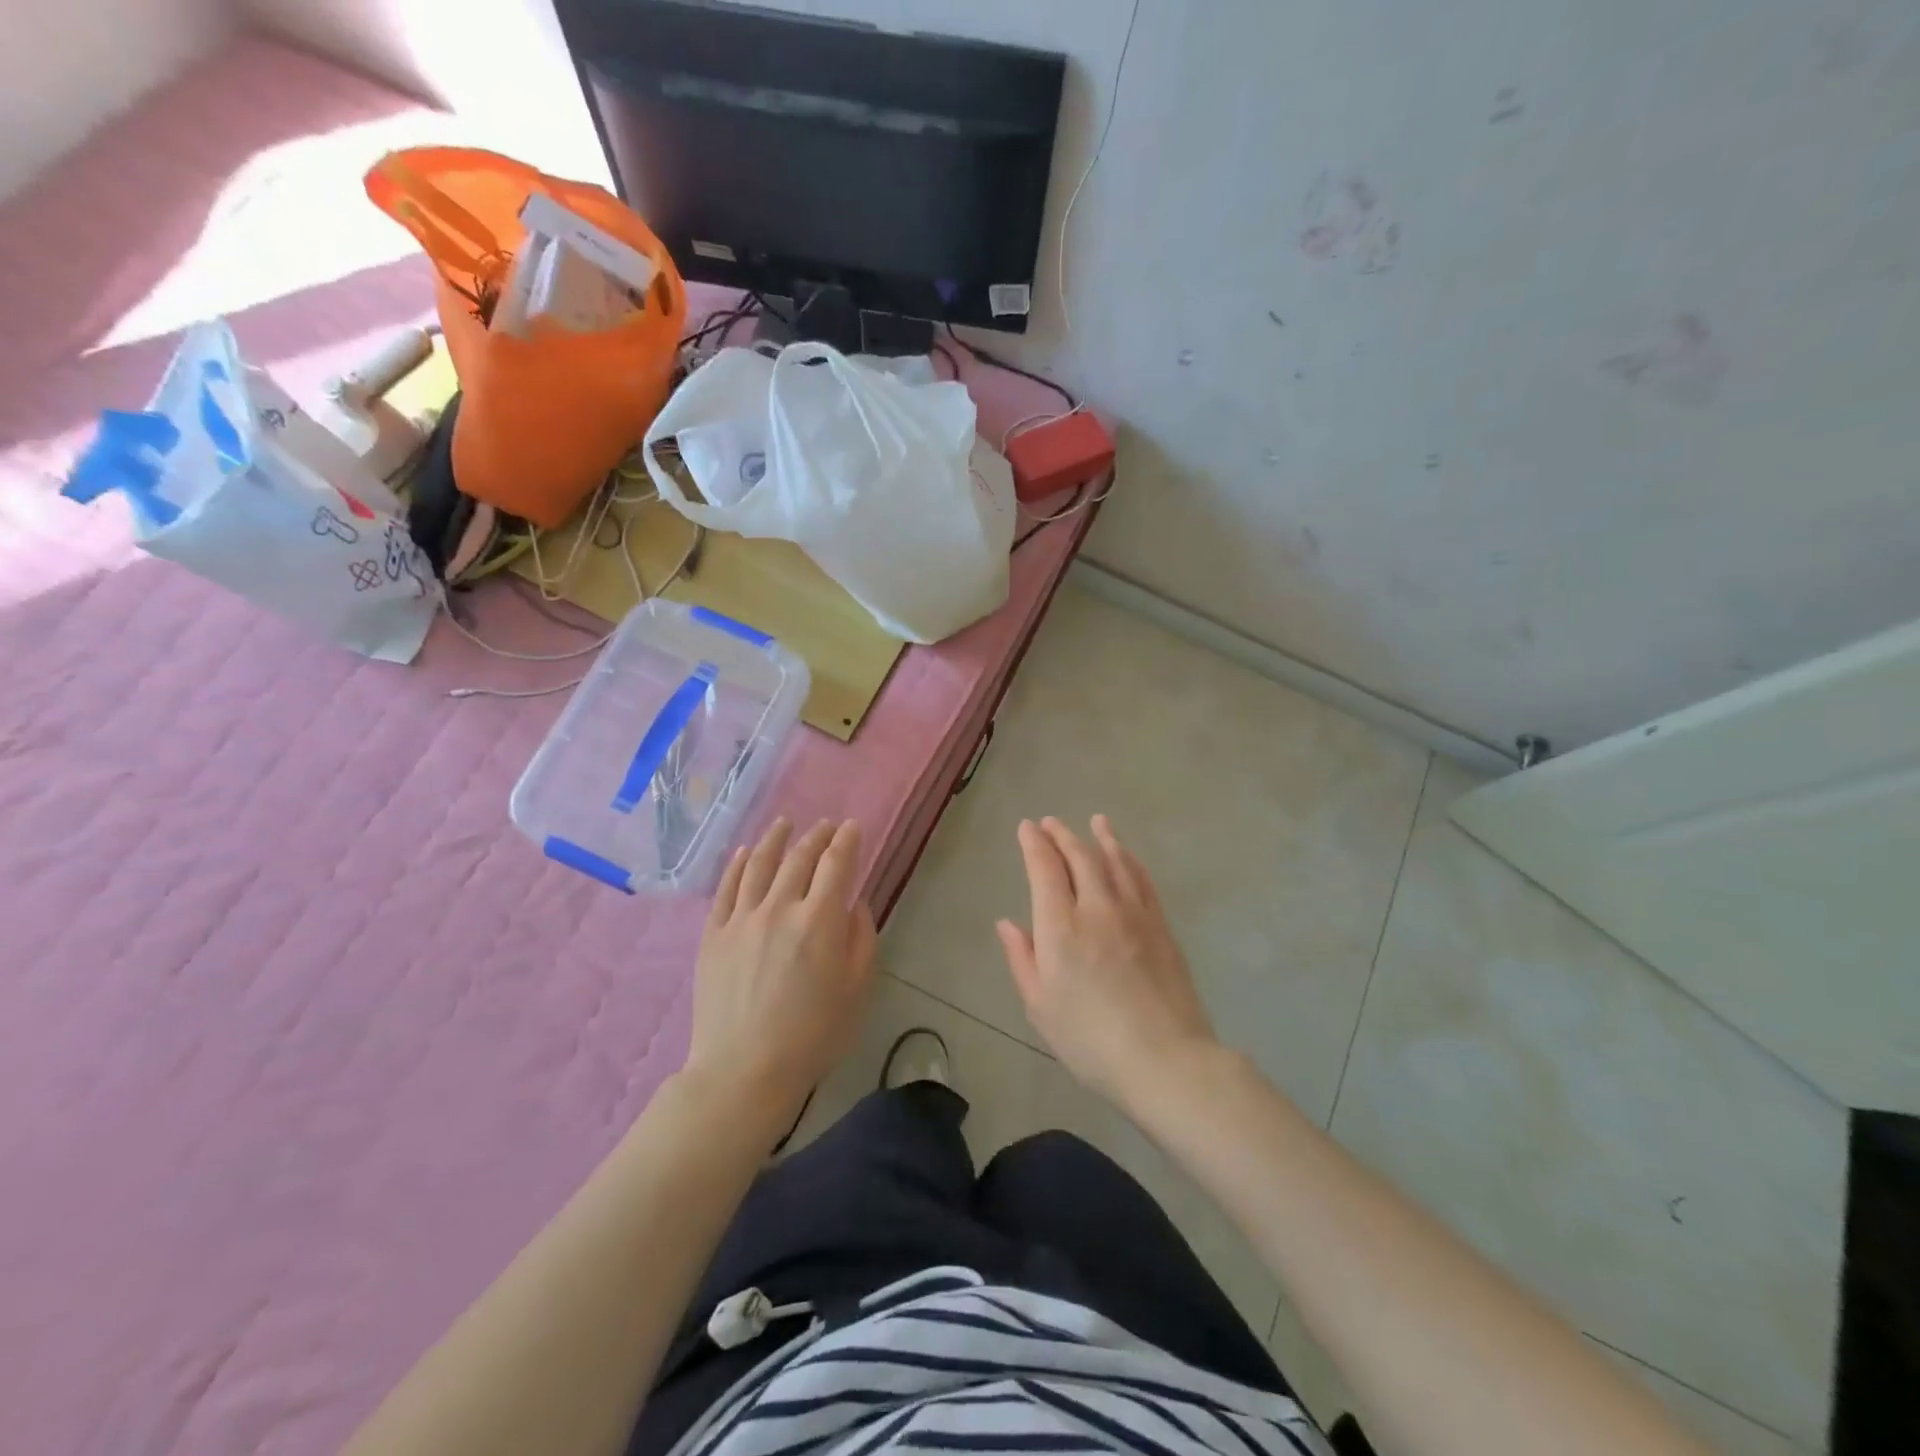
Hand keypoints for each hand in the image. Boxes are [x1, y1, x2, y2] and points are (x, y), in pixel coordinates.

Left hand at [687, 818, 877, 1118]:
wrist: (744, 1070)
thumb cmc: (813, 1035)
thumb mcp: (856, 989)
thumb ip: (861, 939)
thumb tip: (854, 904)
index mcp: (820, 920)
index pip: (837, 864)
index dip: (847, 840)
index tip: (852, 827)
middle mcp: (780, 907)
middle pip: (799, 858)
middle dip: (816, 836)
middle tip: (825, 826)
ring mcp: (742, 918)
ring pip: (759, 864)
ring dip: (775, 839)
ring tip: (784, 824)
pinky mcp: (714, 934)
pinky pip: (725, 888)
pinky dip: (736, 865)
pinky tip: (743, 853)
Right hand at [996, 816, 1216, 1106]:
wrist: (1165, 1060)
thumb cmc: (1090, 1041)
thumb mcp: (1040, 1007)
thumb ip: (1022, 959)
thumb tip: (1007, 923)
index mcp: (1061, 928)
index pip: (1045, 870)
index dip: (1034, 844)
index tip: (1027, 828)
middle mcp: (1097, 909)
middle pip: (1080, 857)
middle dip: (1062, 835)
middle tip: (1051, 822)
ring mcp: (1134, 914)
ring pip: (1115, 862)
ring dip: (1101, 838)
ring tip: (1095, 821)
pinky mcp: (1161, 925)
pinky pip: (1142, 879)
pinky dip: (1130, 860)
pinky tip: (1126, 855)